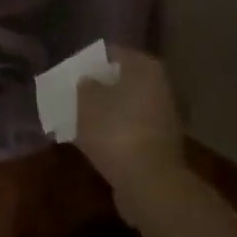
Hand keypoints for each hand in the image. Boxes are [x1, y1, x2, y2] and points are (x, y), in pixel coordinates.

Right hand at [74, 47, 186, 213]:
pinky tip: (94, 142)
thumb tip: (89, 82)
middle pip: (123, 80)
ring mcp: (164, 117)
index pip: (113, 53)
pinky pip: (131, 129)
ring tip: (79, 120)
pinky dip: (115, 133)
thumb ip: (85, 86)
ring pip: (127, 106)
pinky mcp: (161, 144)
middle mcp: (160, 86)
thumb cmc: (116, 131)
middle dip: (100, 88)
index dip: (90, 62)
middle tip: (75, 95)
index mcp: (145, 67)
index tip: (72, 72)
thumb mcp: (87, 102)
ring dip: (107, 112)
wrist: (149, 183)